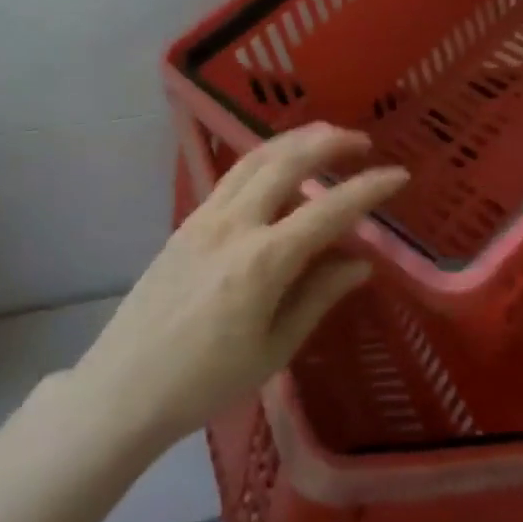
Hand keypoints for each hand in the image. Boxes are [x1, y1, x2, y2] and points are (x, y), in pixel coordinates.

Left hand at [77, 124, 407, 444]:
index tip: (398, 175)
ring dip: (293, 140)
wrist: (124, 387)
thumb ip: (318, 297)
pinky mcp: (186, 222)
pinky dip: (262, 159)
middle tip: (361, 140)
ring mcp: (204, 218)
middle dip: (328, 142)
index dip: (368, 189)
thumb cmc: (206, 382)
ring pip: (253, 159)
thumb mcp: (274, 349)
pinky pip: (231, 177)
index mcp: (262, 261)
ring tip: (323, 134)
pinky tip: (276, 166)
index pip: (328, 210)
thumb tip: (360, 262)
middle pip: (286, 163)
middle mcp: (233, 225)